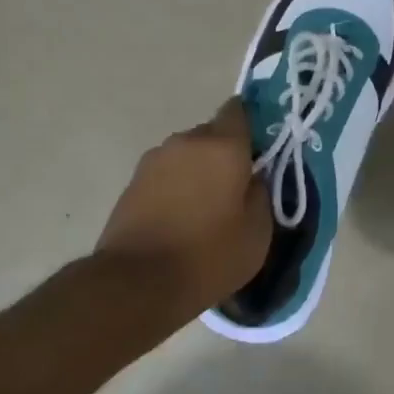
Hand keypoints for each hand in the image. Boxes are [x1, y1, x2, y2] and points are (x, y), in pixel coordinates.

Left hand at [95, 98, 271, 313]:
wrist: (137, 282)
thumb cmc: (209, 254)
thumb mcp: (258, 232)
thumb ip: (262, 193)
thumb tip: (254, 178)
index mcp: (223, 146)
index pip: (239, 111)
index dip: (251, 126)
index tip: (260, 150)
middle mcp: (186, 142)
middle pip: (212, 134)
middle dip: (226, 154)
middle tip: (237, 188)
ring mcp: (154, 160)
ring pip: (188, 155)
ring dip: (199, 171)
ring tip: (206, 208)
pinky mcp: (132, 183)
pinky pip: (167, 175)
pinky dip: (177, 188)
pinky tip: (182, 219)